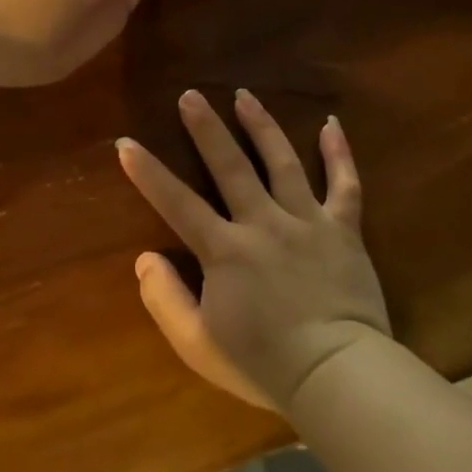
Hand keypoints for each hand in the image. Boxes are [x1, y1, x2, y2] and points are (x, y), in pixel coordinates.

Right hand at [115, 89, 391, 411]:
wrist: (338, 376)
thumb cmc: (263, 364)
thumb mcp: (197, 344)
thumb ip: (165, 299)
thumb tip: (145, 258)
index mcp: (225, 250)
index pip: (176, 202)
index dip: (148, 172)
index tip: (126, 142)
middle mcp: (263, 223)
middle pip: (231, 166)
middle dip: (207, 128)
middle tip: (191, 94)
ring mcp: (306, 221)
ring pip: (282, 162)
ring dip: (261, 126)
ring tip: (245, 96)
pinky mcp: (343, 229)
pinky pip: (345, 184)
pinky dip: (340, 153)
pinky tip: (332, 124)